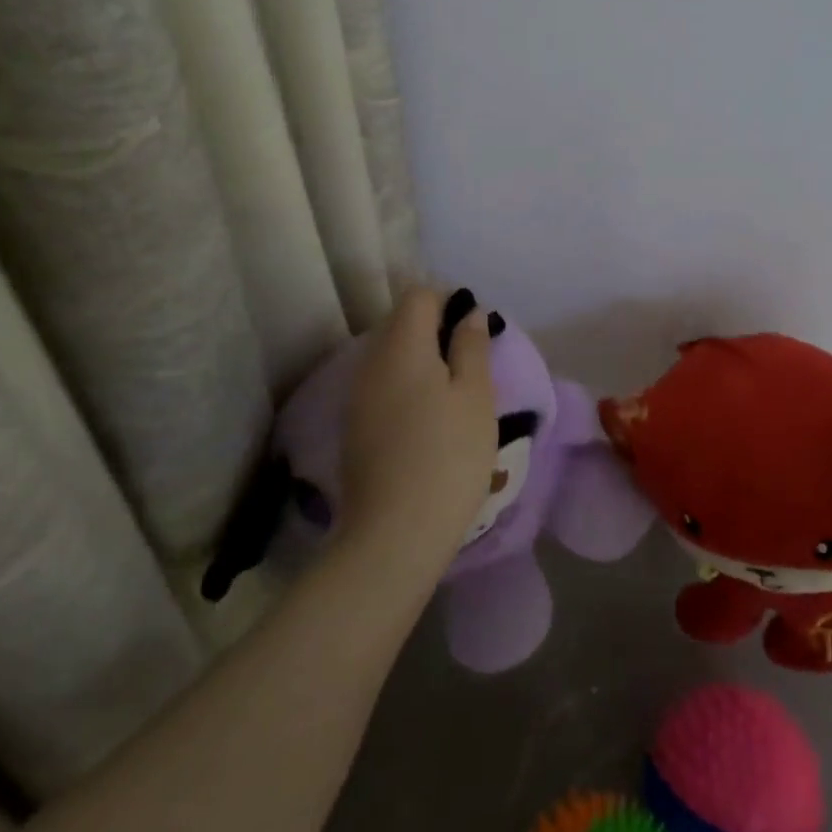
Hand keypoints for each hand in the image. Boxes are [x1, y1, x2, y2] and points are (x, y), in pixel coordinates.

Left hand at [339, 286, 495, 570]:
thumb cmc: (448, 456)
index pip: (418, 295)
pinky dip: (408, 386)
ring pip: (392, 356)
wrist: (394, 535)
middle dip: (437, 330)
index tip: (475, 329)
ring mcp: (358, 396)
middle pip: (401, 323)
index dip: (449, 300)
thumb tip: (468, 313)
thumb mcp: (476, 396)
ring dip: (423, 360)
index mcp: (402, 346)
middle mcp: (371, 362)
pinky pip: (384, 385)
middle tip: (472, 362)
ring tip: (456, 394)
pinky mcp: (355, 427)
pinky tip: (430, 420)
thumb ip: (471, 346)